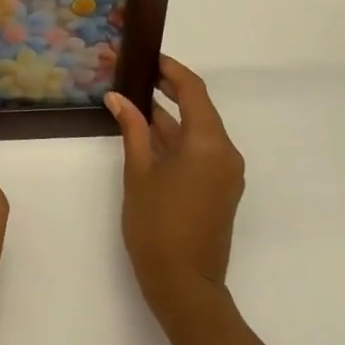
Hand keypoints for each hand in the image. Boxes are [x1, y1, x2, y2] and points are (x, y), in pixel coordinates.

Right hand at [106, 55, 245, 331]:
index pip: (194, 90)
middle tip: (136, 76)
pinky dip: (177, 139)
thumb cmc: (157, 226)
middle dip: (169, 90)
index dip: (171, 70)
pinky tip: (148, 135)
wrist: (185, 286)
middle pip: (199, 109)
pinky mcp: (220, 189)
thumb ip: (132, 130)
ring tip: (135, 102)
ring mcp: (226, 173)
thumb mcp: (139, 173)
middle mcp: (225, 152)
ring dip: (170, 116)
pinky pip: (201, 151)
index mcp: (209, 143)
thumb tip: (118, 98)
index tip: (147, 58)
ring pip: (198, 131)